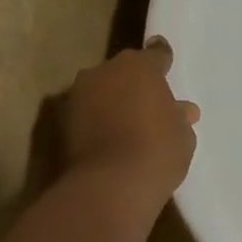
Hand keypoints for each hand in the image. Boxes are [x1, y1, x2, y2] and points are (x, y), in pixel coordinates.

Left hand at [59, 37, 199, 203]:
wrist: (110, 186)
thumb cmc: (157, 153)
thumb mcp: (182, 136)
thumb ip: (179, 117)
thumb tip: (181, 110)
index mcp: (139, 67)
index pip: (155, 55)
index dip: (162, 60)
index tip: (164, 61)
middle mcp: (104, 72)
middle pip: (122, 73)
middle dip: (133, 86)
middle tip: (147, 106)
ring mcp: (77, 96)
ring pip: (100, 92)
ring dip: (110, 103)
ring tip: (125, 126)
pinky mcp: (59, 122)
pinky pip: (85, 115)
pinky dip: (94, 123)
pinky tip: (106, 141)